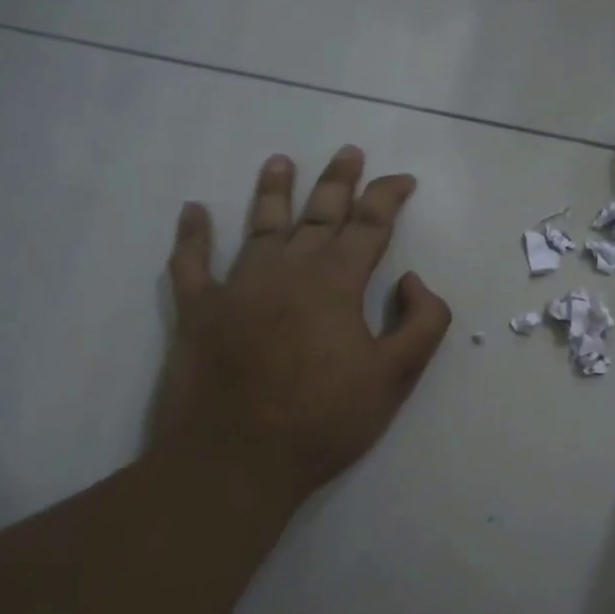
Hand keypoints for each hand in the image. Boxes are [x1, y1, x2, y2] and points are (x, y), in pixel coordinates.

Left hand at [150, 146, 452, 504]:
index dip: (388, 196)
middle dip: (338, 181)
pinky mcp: (198, 311)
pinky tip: (193, 210)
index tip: (403, 180)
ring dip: (272, 191)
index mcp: (335, 283)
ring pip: (258, 225)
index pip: (369, 224)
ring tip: (280, 161)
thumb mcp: (396, 377)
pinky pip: (192, 263)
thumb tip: (410, 279)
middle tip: (348, 152)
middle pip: (318, 214)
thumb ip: (422, 321)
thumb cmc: (324, 421)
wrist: (236, 461)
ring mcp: (237, 287)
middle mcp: (287, 270)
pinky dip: (192, 235)